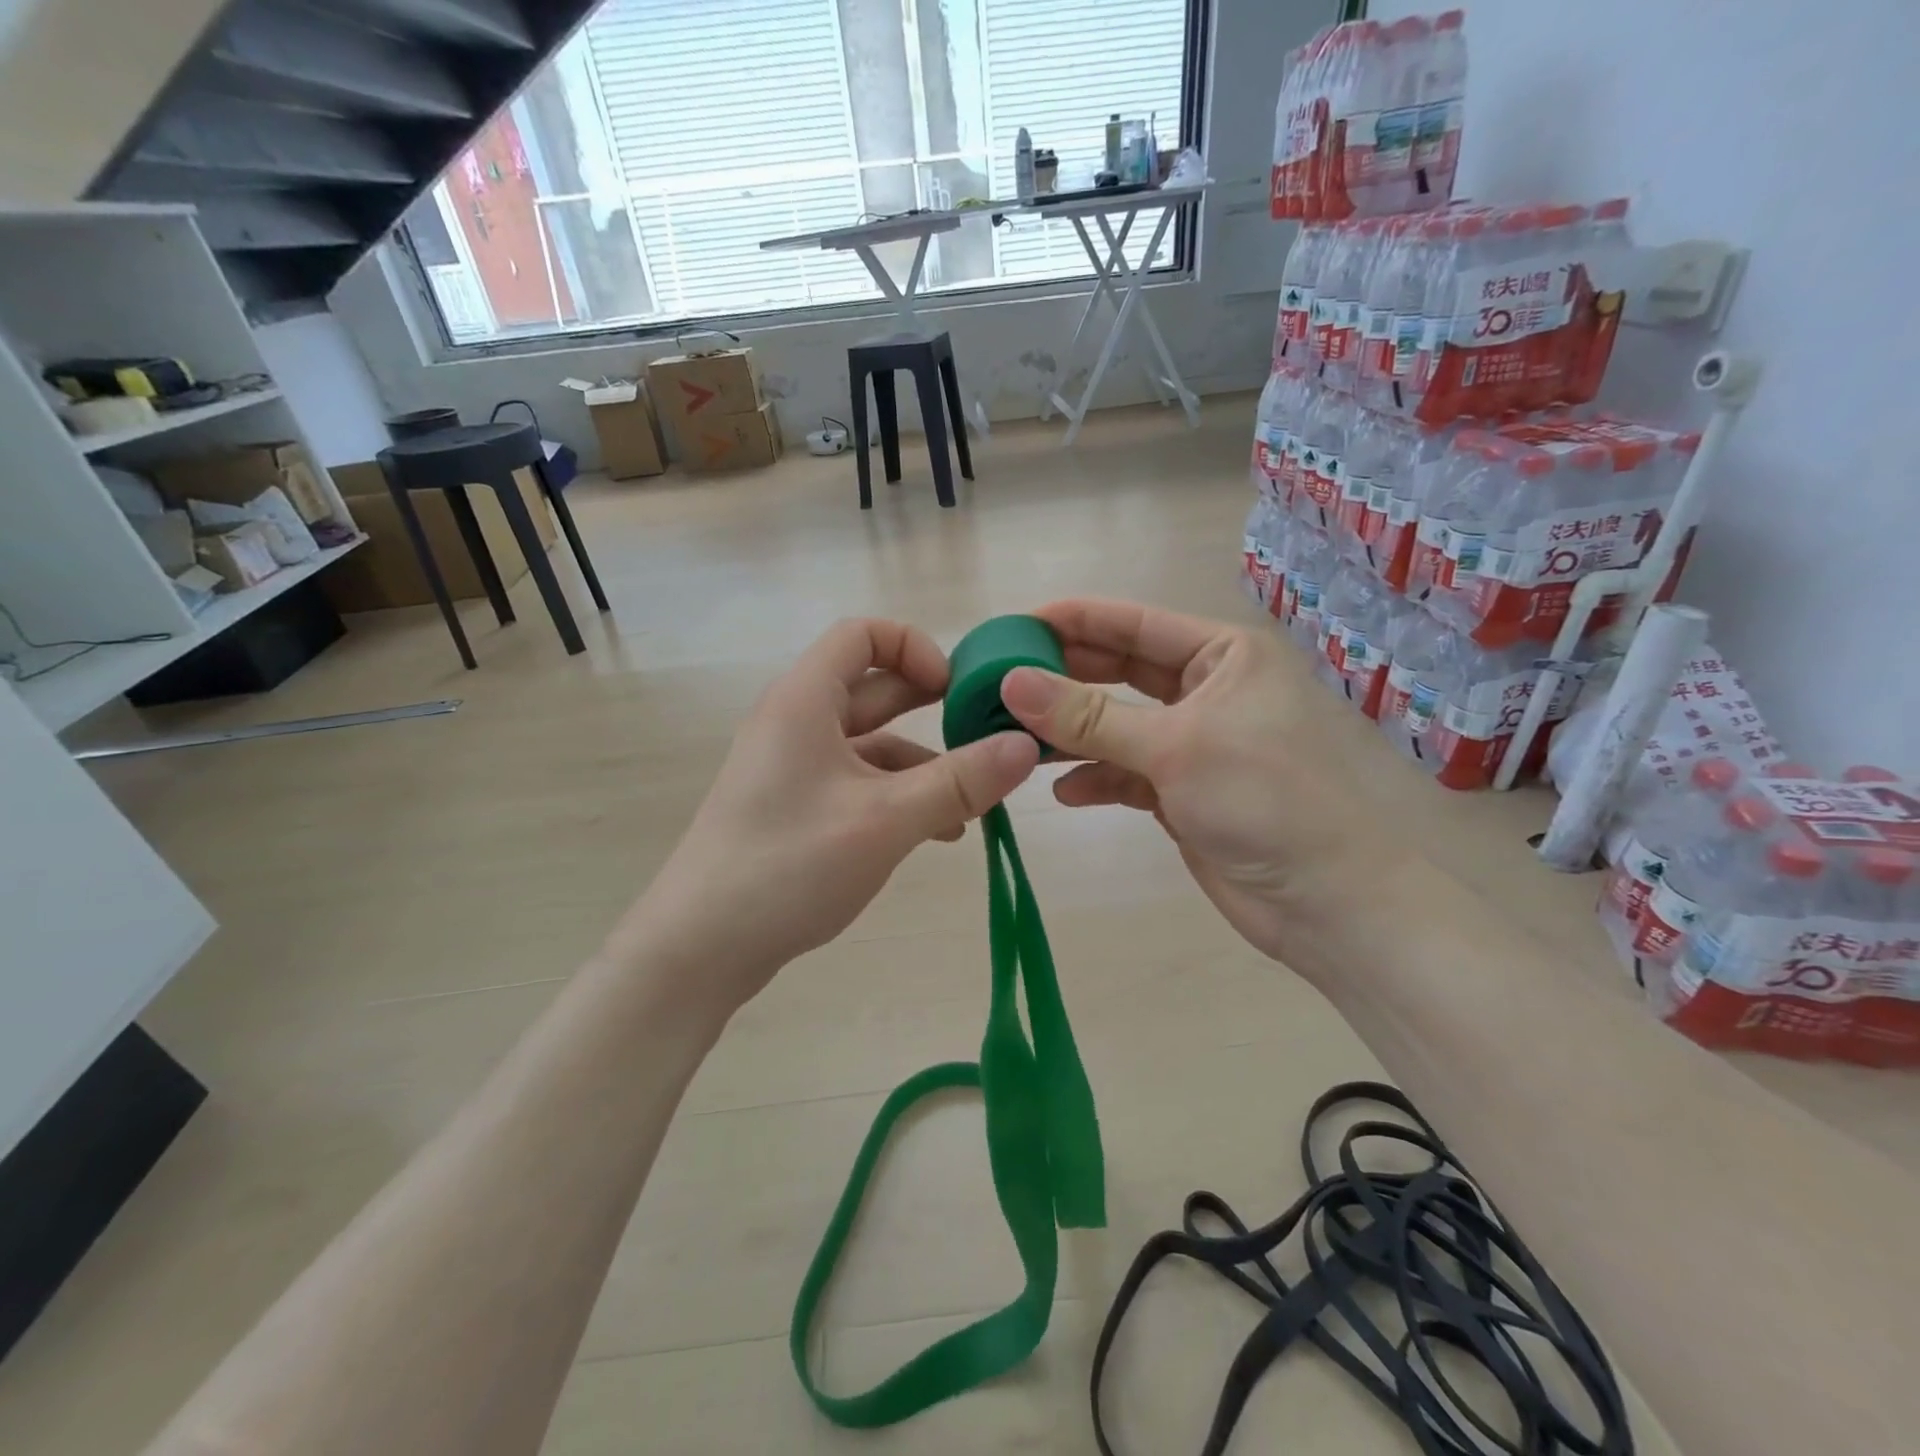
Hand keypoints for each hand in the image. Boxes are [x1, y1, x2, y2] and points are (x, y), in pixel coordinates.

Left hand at [613, 618, 1038, 1015]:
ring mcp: (793, 768)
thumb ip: (961, 781)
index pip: (863, 634)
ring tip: (974, 804)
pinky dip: (898, 796)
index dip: (915, 648)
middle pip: (873, 689)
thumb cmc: (790, 865)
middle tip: (986, 736)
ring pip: (871, 744)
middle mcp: (796, 722)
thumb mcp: (887, 820)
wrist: (699, 947)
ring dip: (923, 764)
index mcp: (805, 700)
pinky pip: (857, 783)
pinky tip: (936, 833)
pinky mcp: (795, 808)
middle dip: (932, 708)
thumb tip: (1026, 745)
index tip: (955, 691)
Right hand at [998, 599, 1386, 972]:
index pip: (1134, 623)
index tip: (1014, 626)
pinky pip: (1124, 771)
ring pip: (1115, 725)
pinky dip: (1095, 779)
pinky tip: (1066, 793)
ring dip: (1071, 734)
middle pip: (1119, 672)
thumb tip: (1012, 681)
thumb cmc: (1263, 800)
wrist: (1325, 903)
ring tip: (1018, 740)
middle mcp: (1206, 690)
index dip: (1073, 620)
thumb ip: (1089, 716)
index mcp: (1222, 656)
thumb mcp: (1173, 748)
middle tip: (1001, 684)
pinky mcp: (1180, 790)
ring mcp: (1192, 742)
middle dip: (1063, 680)